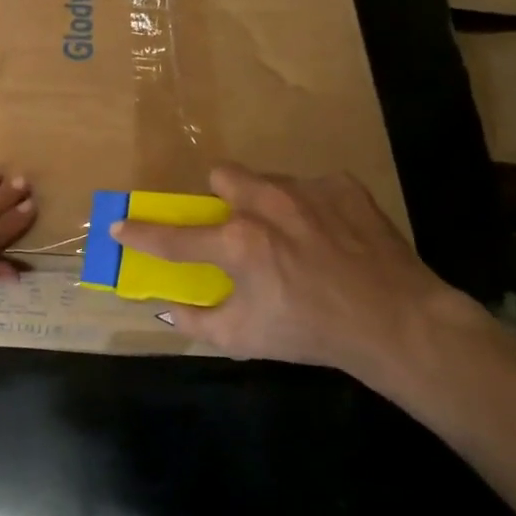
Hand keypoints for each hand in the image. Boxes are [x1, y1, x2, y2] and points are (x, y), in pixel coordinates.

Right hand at [113, 164, 487, 400]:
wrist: (396, 321)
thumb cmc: (312, 333)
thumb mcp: (245, 339)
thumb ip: (197, 322)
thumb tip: (169, 308)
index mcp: (238, 243)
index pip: (173, 236)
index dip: (140, 233)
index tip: (119, 225)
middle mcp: (266, 204)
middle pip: (222, 176)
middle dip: (220, 197)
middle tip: (237, 227)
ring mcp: (307, 190)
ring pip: (266, 179)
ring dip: (265, 202)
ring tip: (291, 235)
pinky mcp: (343, 186)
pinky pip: (311, 187)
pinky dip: (310, 208)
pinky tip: (329, 237)